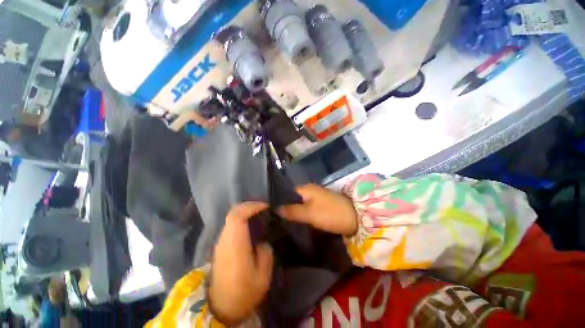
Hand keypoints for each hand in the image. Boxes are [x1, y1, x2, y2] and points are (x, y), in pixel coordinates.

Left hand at [208, 202, 273, 324]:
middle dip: (249, 206)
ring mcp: (221, 243)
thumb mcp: (263, 277)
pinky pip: (230, 225)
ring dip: (245, 211)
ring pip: (230, 218)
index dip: (250, 207)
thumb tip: (262, 242)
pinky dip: (241, 219)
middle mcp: (225, 240)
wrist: (221, 307)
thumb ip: (266, 253)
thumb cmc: (243, 293)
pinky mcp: (220, 246)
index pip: (236, 217)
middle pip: (232, 213)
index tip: (265, 207)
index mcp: (235, 246)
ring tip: (259, 214)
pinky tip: (250, 225)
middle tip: (263, 208)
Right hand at [277, 184, 357, 235]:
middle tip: (276, 218)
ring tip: (283, 221)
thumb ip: (292, 211)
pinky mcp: (321, 204)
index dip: (279, 201)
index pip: (286, 192)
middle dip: (285, 207)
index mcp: (305, 188)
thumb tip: (275, 209)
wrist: (355, 217)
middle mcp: (309, 189)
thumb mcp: (309, 214)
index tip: (270, 212)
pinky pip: (307, 207)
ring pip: (300, 203)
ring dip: (293, 210)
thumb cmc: (330, 213)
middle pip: (293, 198)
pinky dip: (302, 212)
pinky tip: (296, 220)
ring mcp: (316, 196)